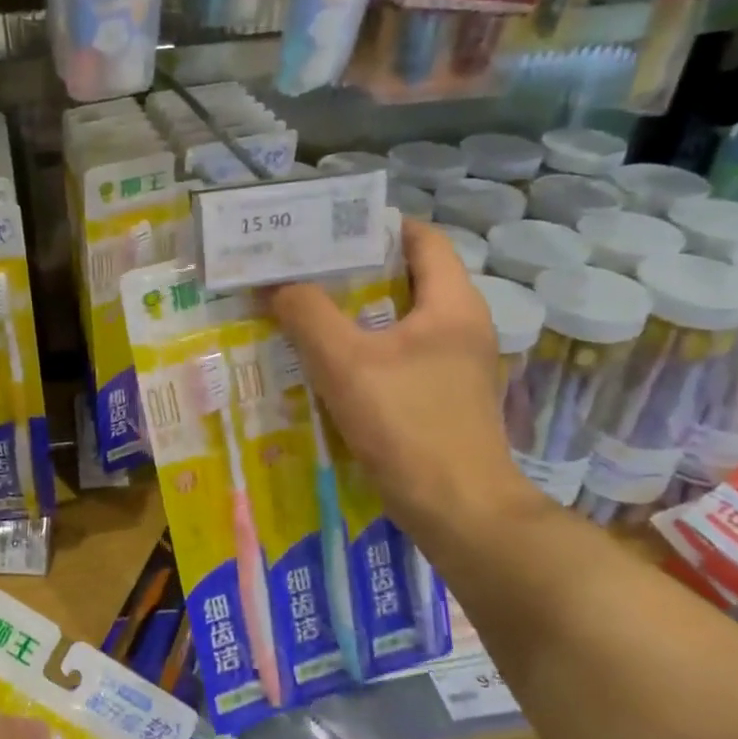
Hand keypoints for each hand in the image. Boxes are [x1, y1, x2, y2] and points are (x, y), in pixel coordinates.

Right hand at [270, 218, 541, 544]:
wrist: (460, 512)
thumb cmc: (408, 425)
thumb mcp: (345, 363)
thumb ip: (307, 315)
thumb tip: (274, 285)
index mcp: (453, 304)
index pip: (422, 238)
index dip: (375, 226)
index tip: (325, 230)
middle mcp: (463, 326)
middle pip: (407, 279)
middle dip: (353, 272)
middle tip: (301, 272)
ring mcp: (457, 367)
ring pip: (400, 322)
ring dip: (355, 316)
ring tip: (305, 314)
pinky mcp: (444, 400)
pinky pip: (401, 358)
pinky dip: (366, 352)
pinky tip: (328, 367)